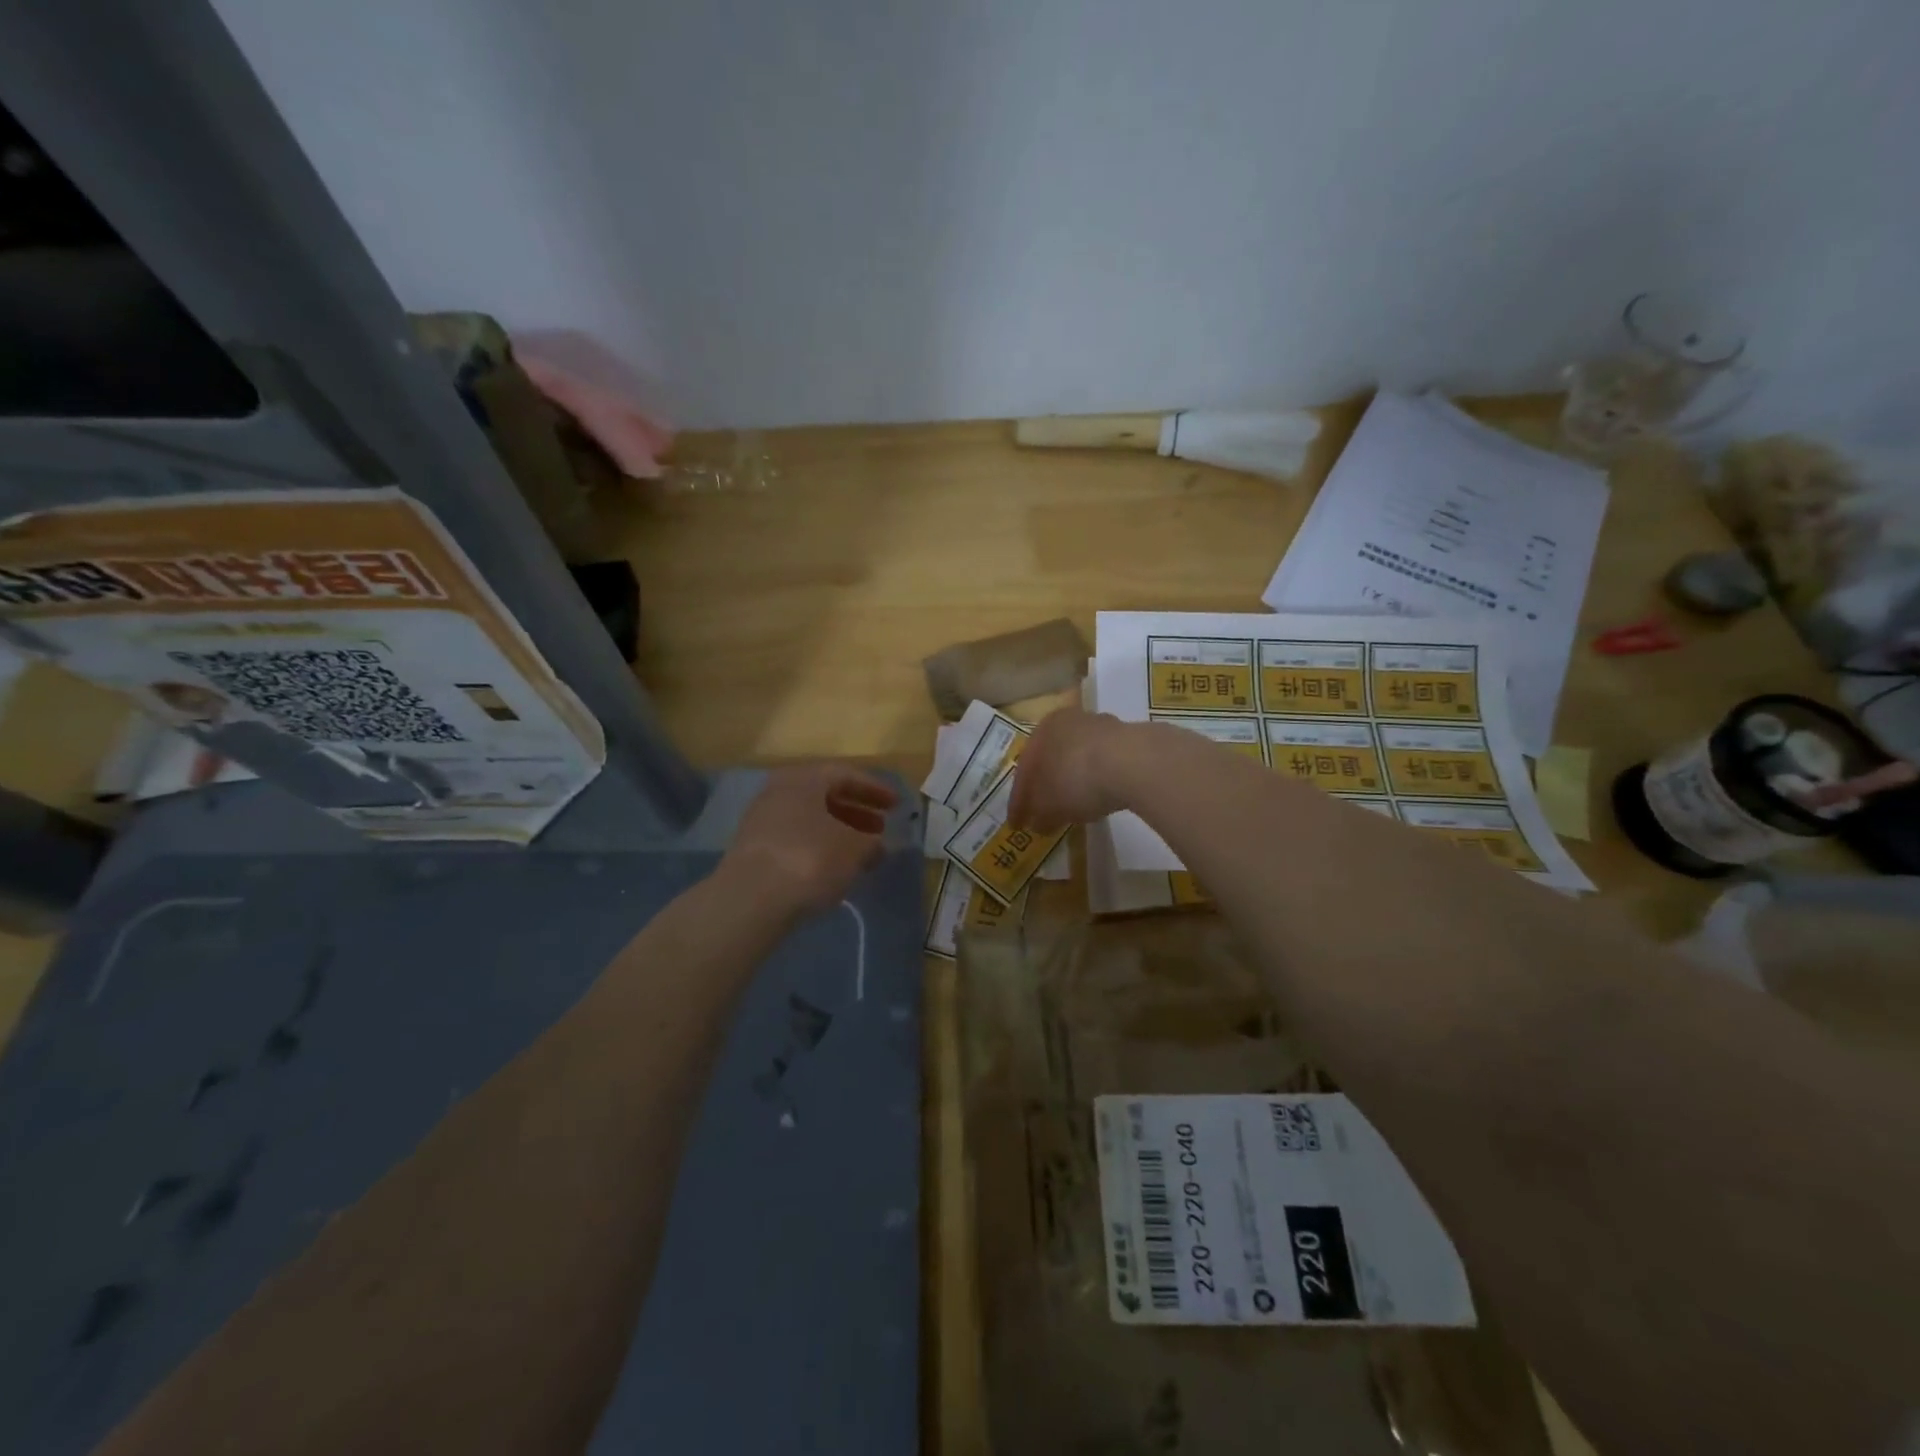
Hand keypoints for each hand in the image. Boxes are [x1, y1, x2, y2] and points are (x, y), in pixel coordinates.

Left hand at [719, 764, 897, 920]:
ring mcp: (762, 821)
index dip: (874, 789)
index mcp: (804, 779)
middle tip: (881, 827)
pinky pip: (795, 839)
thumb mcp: (854, 850)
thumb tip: (879, 844)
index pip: (845, 774)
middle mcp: (779, 791)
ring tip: (863, 852)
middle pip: (825, 795)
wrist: (750, 900)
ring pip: (810, 819)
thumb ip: (872, 843)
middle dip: (856, 811)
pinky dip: (819, 847)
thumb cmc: (809, 860)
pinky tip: (834, 867)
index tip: (896, 805)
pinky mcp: (753, 850)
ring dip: (839, 831)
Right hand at [1008, 707, 1134, 831]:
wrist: (1133, 763)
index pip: (1024, 770)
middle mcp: (1069, 721)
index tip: (1017, 824)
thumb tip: (1037, 823)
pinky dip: (1098, 780)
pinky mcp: (1130, 738)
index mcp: (1042, 730)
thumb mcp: (1048, 808)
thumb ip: (1039, 816)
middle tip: (1044, 812)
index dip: (1018, 801)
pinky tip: (1101, 797)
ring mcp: (1102, 726)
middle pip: (1052, 760)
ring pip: (1079, 758)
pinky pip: (1105, 763)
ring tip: (1075, 807)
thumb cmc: (1075, 780)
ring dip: (1074, 781)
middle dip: (1047, 786)